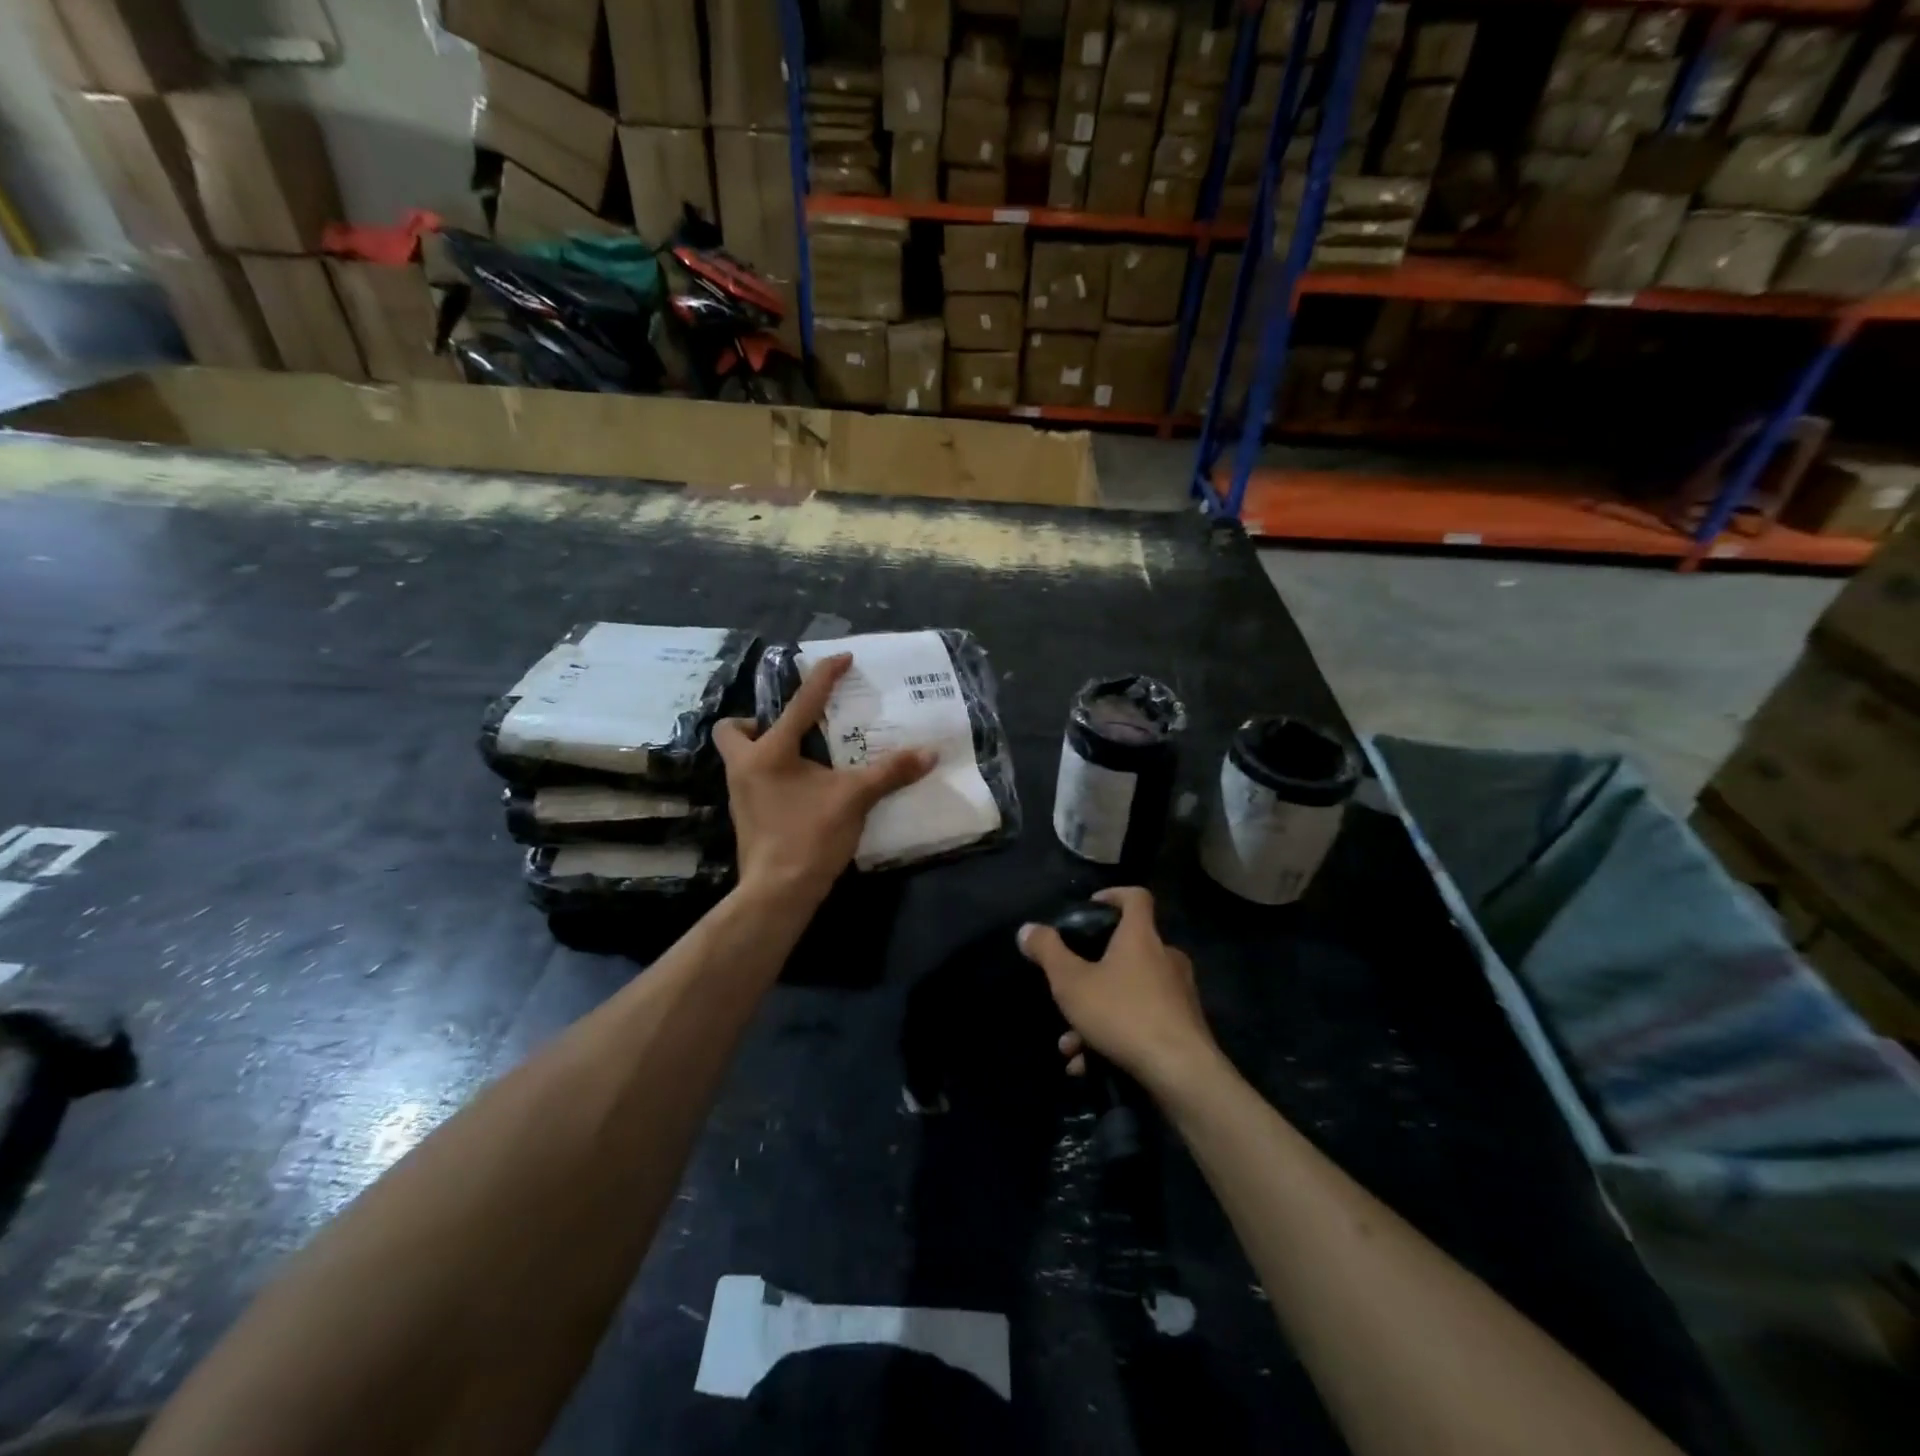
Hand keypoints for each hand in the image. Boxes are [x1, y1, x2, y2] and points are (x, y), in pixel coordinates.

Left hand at [714, 653, 933, 905]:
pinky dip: (774, 775)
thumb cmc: (810, 836)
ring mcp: (740, 794)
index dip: (823, 677)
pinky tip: (803, 788)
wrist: (778, 892)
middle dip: (757, 721)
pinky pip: (754, 781)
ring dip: (767, 749)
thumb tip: (929, 753)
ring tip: (807, 757)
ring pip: (741, 757)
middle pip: (733, 730)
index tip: (842, 658)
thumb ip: (890, 772)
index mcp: (770, 752)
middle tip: (795, 730)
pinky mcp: (746, 816)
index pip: (800, 703)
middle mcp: (746, 767)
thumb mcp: (855, 799)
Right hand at [1017, 887, 1218, 1093]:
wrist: (1181, 1072)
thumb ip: (1048, 952)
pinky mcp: (1185, 1027)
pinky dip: (1116, 1037)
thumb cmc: (1122, 1013)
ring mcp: (1179, 994)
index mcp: (1141, 937)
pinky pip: (1142, 1022)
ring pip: (1130, 993)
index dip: (1113, 895)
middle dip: (1092, 973)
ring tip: (1071, 1044)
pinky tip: (1090, 1064)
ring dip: (1097, 1014)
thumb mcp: (1071, 982)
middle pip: (1127, 950)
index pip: (1136, 897)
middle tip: (1069, 990)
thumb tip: (1027, 929)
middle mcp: (1166, 958)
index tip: (1091, 907)